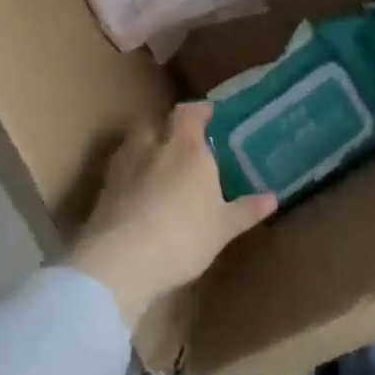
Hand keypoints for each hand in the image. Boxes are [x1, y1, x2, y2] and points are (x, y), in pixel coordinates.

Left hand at [68, 103, 276, 327]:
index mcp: (187, 149)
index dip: (198, 110)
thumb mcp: (223, 228)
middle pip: (154, 124)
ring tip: (157, 167)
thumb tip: (272, 197)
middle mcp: (152, 149)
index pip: (189, 113)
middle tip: (181, 143)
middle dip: (166, 130)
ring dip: (144, 150)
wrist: (119, 264)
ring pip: (132, 146)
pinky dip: (128, 177)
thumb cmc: (182, 237)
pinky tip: (137, 195)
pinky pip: (119, 173)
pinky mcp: (102, 192)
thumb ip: (246, 210)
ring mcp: (122, 169)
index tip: (209, 113)